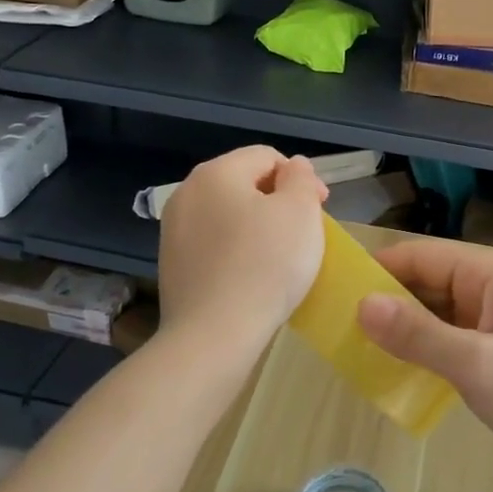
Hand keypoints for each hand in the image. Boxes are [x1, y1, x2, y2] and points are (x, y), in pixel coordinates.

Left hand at [158, 147, 326, 362]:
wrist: (214, 335)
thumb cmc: (266, 265)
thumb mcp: (300, 211)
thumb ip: (301, 178)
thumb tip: (292, 167)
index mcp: (216, 172)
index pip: (267, 156)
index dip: (300, 178)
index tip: (320, 209)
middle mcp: (187, 192)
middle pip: (244, 182)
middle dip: (278, 200)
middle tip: (304, 233)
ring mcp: (173, 230)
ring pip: (228, 214)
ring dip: (257, 225)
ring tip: (280, 257)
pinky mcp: (171, 264)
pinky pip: (214, 243)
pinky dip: (236, 250)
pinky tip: (252, 276)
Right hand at [358, 240, 492, 491]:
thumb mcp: (476, 363)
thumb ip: (417, 334)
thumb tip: (361, 304)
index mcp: (491, 275)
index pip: (421, 257)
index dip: (378, 271)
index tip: (333, 292)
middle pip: (428, 285)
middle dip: (387, 305)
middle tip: (337, 332)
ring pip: (438, 318)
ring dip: (404, 334)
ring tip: (356, 356)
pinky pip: (453, 347)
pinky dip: (426, 357)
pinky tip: (397, 378)